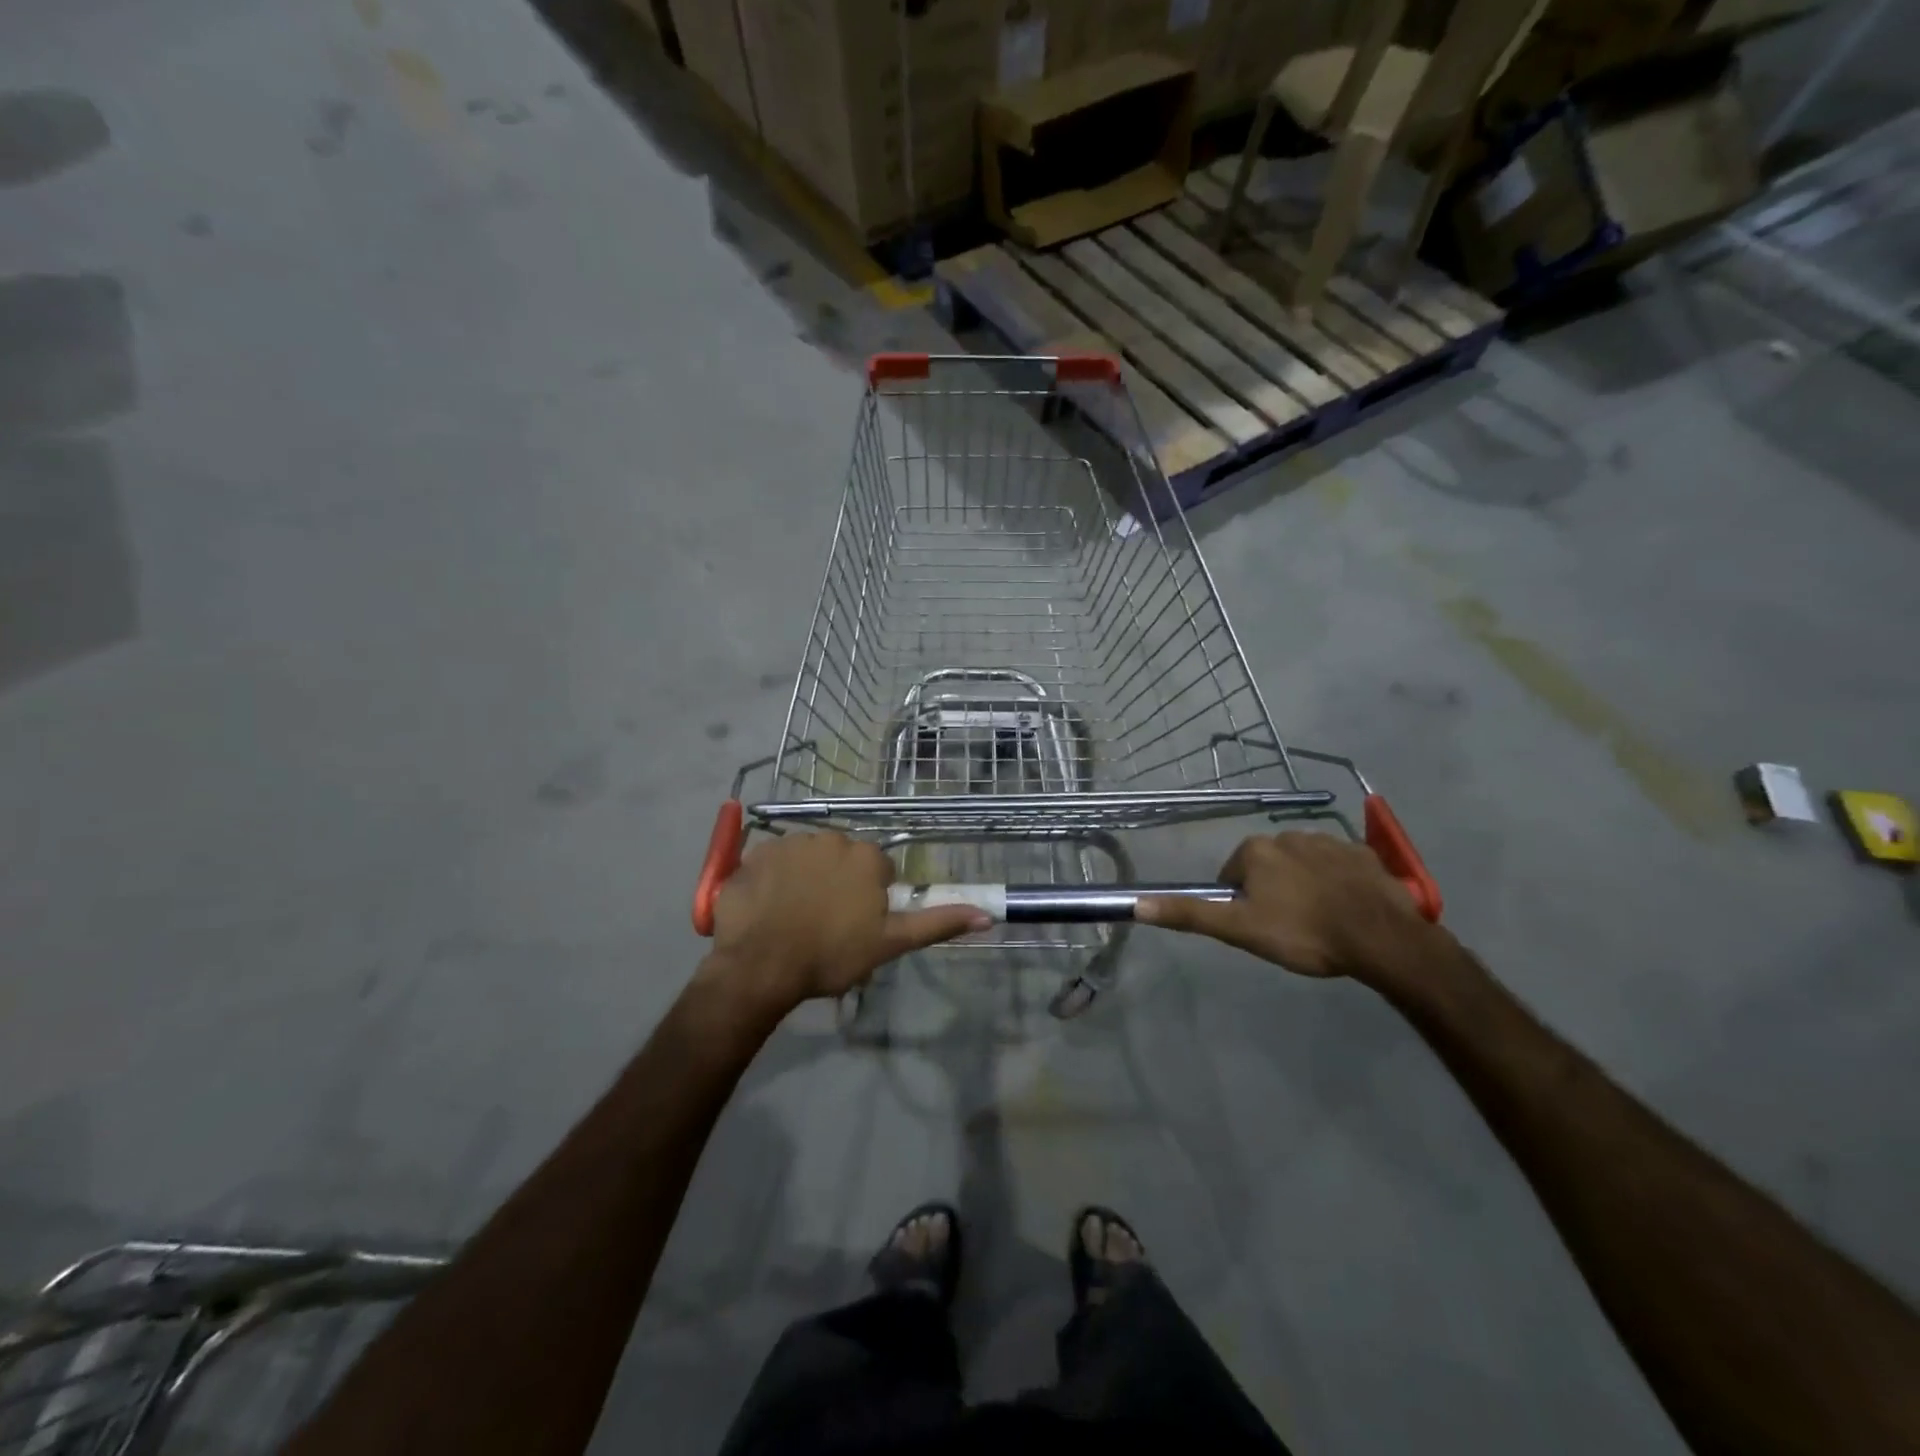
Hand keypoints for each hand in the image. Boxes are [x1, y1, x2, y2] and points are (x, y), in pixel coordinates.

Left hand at [702, 832, 988, 1016]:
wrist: (759, 964)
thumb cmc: (830, 955)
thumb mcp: (890, 944)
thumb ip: (936, 923)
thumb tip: (988, 915)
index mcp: (866, 857)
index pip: (878, 870)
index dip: (870, 898)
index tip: (855, 925)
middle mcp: (832, 838)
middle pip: (843, 859)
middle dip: (838, 883)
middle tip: (825, 923)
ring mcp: (790, 843)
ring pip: (808, 858)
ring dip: (806, 879)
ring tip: (793, 918)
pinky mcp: (756, 853)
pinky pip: (773, 862)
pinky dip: (773, 880)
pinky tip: (767, 908)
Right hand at [1137, 832, 1431, 981]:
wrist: (1381, 939)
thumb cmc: (1303, 934)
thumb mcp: (1239, 929)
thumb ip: (1189, 914)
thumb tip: (1136, 904)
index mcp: (1255, 851)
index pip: (1233, 876)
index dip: (1241, 904)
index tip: (1259, 929)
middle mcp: (1288, 835)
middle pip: (1267, 868)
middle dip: (1272, 892)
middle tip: (1288, 929)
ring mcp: (1330, 841)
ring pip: (1303, 865)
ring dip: (1304, 886)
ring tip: (1320, 922)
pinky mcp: (1364, 854)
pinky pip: (1339, 866)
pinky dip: (1337, 882)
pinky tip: (1347, 909)